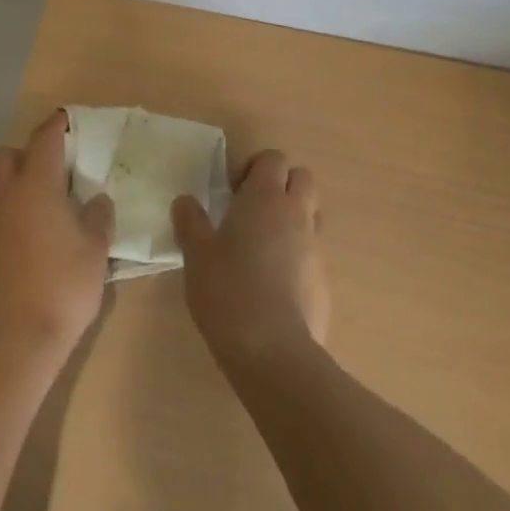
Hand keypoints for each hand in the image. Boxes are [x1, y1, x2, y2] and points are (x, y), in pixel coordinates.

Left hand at [0, 110, 113, 358]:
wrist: (14, 344)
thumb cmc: (62, 286)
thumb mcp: (96, 249)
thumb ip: (98, 216)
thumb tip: (95, 200)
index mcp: (36, 183)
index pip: (45, 138)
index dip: (59, 125)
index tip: (71, 121)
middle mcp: (7, 194)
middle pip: (8, 154)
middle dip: (29, 153)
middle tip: (57, 169)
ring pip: (0, 185)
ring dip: (19, 184)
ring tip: (49, 205)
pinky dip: (13, 212)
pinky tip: (35, 236)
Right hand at [172, 149, 329, 365]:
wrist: (274, 352)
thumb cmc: (229, 290)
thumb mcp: (196, 254)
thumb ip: (190, 222)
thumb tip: (185, 201)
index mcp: (266, 196)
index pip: (274, 157)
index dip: (255, 166)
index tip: (234, 190)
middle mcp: (296, 213)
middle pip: (302, 178)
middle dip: (282, 185)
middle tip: (253, 211)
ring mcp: (315, 248)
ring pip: (311, 216)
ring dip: (293, 220)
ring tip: (264, 248)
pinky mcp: (324, 283)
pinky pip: (313, 256)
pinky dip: (298, 259)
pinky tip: (275, 287)